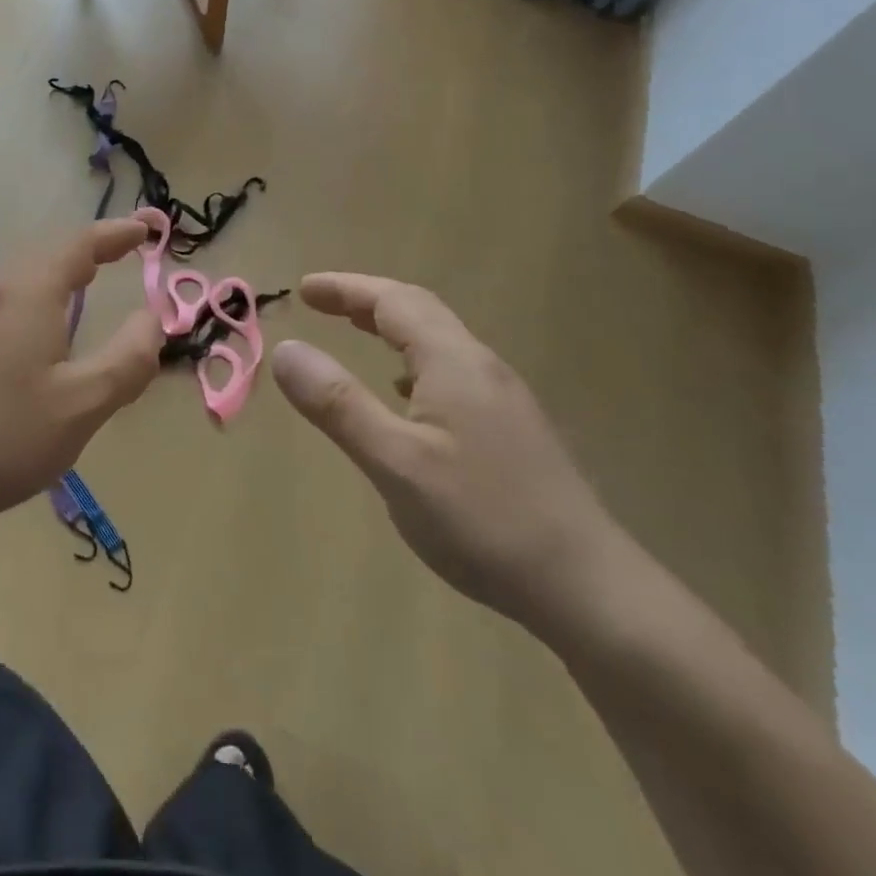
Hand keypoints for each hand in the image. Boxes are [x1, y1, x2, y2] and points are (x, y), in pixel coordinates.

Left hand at [0, 219, 161, 538]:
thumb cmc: (7, 436)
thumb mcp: (84, 404)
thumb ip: (128, 358)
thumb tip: (152, 319)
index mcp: (30, 294)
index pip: (80, 244)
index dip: (115, 234)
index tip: (145, 230)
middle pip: (51, 252)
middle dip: (92, 247)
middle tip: (126, 251)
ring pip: (26, 273)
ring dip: (64, 268)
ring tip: (91, 277)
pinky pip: (10, 295)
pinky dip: (42, 289)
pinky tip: (46, 321)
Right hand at [272, 273, 632, 638]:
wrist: (589, 588)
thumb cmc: (482, 519)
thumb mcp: (395, 462)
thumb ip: (337, 404)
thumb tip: (286, 348)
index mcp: (453, 361)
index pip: (391, 300)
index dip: (345, 288)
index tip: (303, 288)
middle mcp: (481, 366)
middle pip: (419, 310)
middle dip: (366, 300)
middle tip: (321, 303)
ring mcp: (503, 397)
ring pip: (439, 340)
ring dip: (392, 327)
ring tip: (357, 335)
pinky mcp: (513, 428)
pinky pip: (452, 370)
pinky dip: (414, 360)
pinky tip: (407, 396)